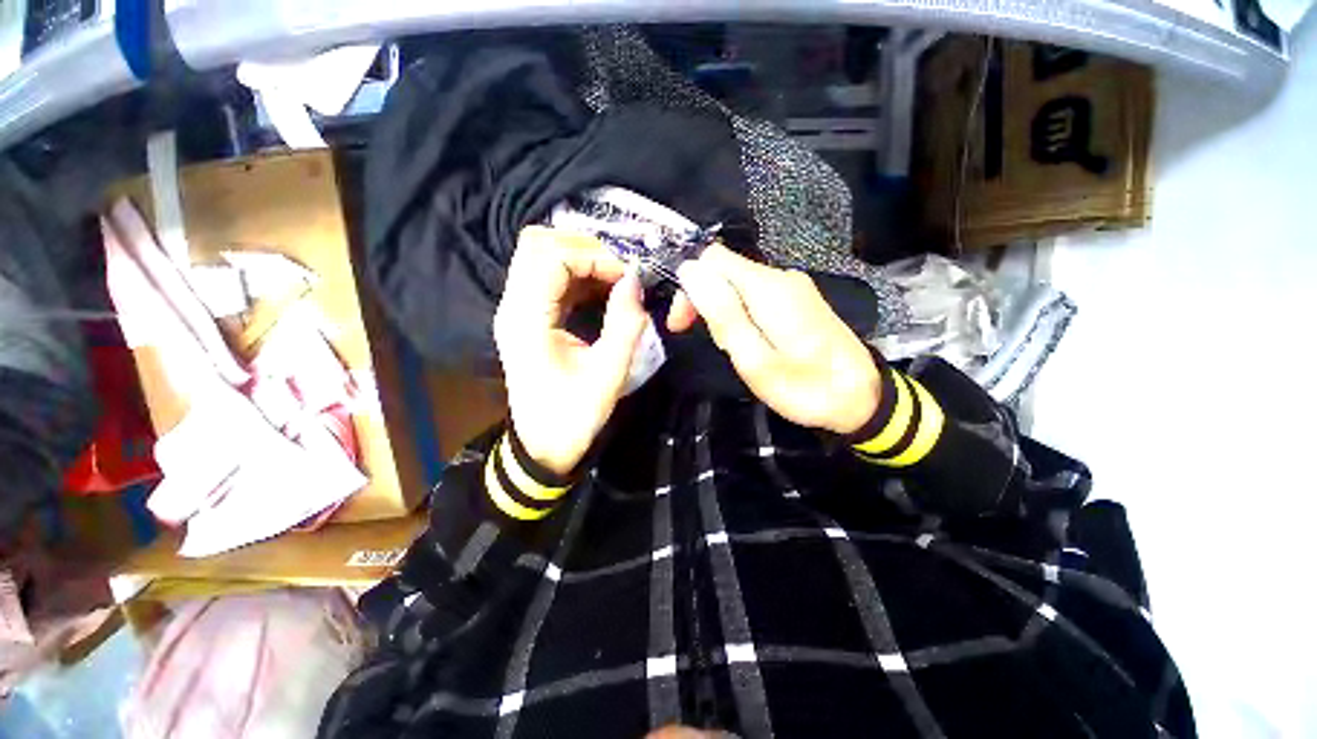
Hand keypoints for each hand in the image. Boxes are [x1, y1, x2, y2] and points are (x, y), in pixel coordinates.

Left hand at [493, 227, 648, 475]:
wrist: (543, 446)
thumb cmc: (573, 416)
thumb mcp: (608, 375)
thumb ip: (625, 325)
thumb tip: (635, 281)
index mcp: (527, 320)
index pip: (550, 257)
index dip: (593, 255)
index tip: (628, 274)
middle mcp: (514, 306)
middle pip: (537, 244)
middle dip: (585, 247)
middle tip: (621, 268)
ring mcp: (517, 309)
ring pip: (541, 255)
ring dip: (581, 257)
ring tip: (615, 275)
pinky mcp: (528, 316)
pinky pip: (548, 276)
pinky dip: (577, 272)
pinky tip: (602, 287)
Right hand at [669, 244, 880, 434]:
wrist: (862, 397)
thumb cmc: (806, 388)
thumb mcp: (755, 360)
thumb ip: (723, 314)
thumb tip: (690, 271)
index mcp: (769, 288)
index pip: (712, 259)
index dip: (690, 286)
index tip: (682, 324)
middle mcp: (781, 277)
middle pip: (725, 270)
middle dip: (705, 302)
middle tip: (713, 344)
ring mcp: (793, 286)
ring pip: (738, 284)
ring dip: (724, 312)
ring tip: (736, 350)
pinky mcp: (798, 298)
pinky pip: (756, 295)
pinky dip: (742, 314)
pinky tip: (753, 341)